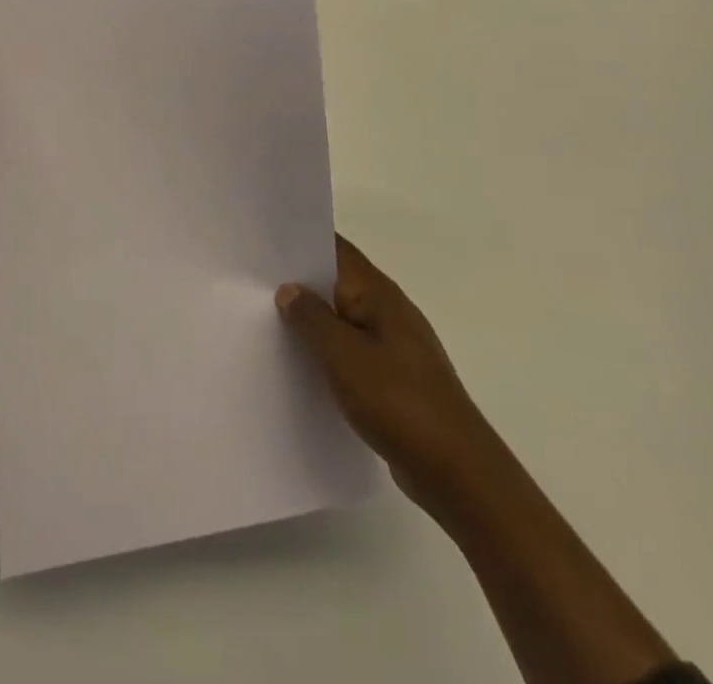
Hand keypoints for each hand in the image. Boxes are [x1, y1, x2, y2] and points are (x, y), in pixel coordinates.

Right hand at [278, 235, 495, 516]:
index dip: (301, 240)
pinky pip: (352, 350)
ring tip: (268, 321)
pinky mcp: (396, 377)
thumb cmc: (399, 402)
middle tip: (254, 282)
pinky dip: (328, 350)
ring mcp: (395, 345)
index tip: (264, 240)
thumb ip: (311, 318)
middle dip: (300, 281)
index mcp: (379, 294)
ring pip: (343, 318)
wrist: (458, 474)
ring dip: (313, 319)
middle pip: (337, 282)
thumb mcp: (343, 356)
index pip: (336, 249)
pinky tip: (304, 364)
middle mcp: (389, 310)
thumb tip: (288, 289)